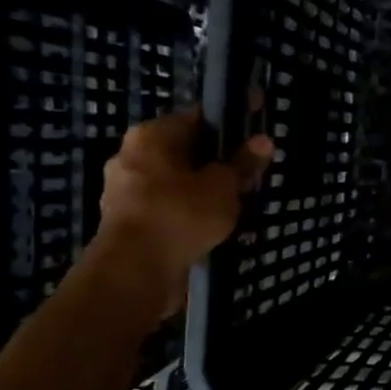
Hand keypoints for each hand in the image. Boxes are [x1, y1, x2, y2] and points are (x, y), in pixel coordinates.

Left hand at [92, 110, 273, 315]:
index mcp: (150, 135)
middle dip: (218, 160)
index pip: (198, 118)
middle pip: (187, 150)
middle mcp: (132, 155)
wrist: (134, 271)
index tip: (256, 131)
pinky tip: (214, 223)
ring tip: (238, 202)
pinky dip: (190, 211)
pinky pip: (169, 206)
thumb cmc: (180, 214)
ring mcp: (125, 190)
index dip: (232, 123)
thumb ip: (243, 164)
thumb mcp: (223, 187)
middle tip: (251, 173)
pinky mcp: (129, 220)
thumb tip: (264, 140)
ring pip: (178, 180)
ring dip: (205, 189)